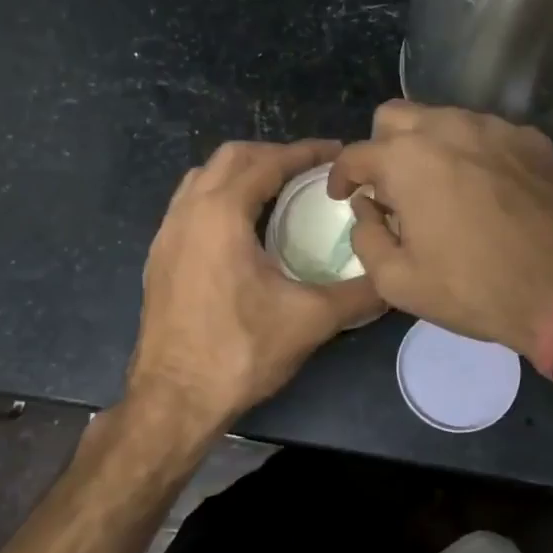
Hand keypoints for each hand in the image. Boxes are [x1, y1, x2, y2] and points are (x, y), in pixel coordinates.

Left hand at [128, 139, 382, 433]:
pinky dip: (218, 199)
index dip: (305, 152)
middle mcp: (187, 212)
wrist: (174, 399)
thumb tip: (394, 279)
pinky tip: (242, 229)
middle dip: (271, 154)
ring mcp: (165, 234)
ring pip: (202, 179)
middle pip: (229, 158)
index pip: (267, 162)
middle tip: (308, 169)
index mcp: (221, 213)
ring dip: (240, 174)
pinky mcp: (158, 258)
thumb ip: (359, 294)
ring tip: (276, 191)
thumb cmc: (240, 351)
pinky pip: (189, 206)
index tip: (336, 152)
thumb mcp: (310, 319)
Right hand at [328, 102, 552, 352]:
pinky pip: (486, 133)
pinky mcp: (532, 139)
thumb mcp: (398, 281)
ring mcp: (495, 128)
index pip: (355, 154)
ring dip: (427, 146)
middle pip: (395, 117)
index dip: (342, 176)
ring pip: (443, 119)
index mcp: (407, 159)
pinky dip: (471, 152)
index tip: (344, 196)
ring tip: (438, 188)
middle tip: (389, 188)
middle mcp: (447, 127)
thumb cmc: (475, 289)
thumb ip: (366, 236)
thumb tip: (367, 208)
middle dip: (381, 147)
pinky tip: (483, 189)